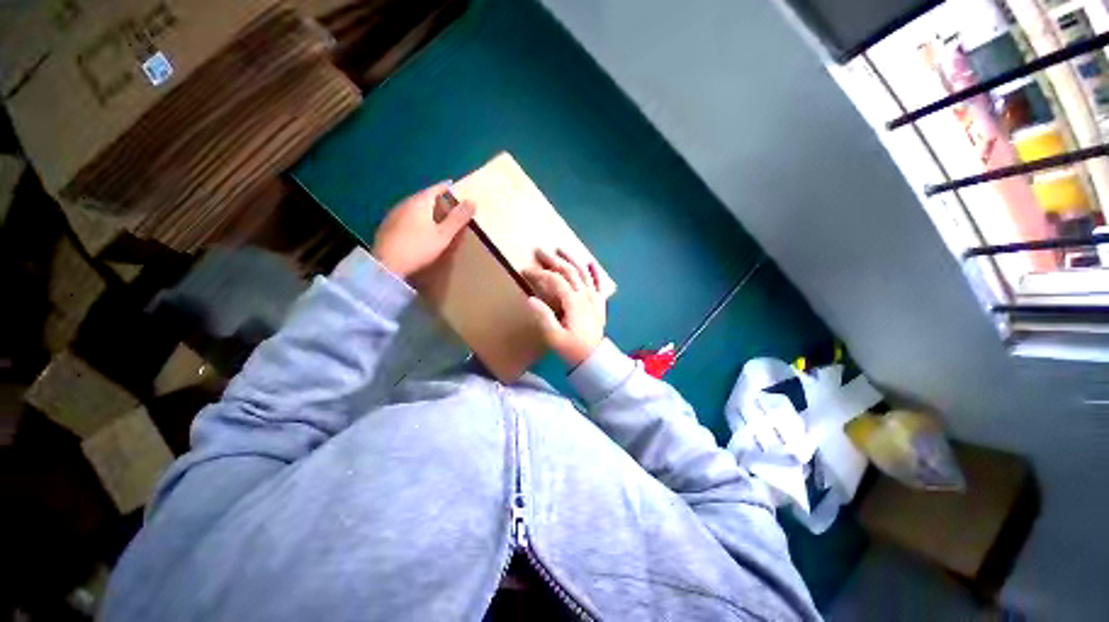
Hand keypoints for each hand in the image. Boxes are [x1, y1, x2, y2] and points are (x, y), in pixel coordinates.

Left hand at [371, 182, 475, 277]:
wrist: (386, 265)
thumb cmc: (419, 248)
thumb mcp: (444, 235)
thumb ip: (458, 218)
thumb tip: (472, 201)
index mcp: (420, 201)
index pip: (438, 188)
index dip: (451, 189)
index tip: (462, 194)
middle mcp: (406, 202)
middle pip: (426, 196)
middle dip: (441, 201)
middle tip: (454, 210)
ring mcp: (394, 213)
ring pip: (416, 206)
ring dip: (429, 211)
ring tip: (440, 221)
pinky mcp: (388, 225)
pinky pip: (408, 216)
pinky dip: (418, 219)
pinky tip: (421, 230)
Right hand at [523, 249, 606, 367]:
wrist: (594, 358)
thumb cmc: (572, 349)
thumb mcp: (554, 337)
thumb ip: (543, 317)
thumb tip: (530, 298)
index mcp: (573, 302)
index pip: (554, 280)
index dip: (539, 274)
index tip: (524, 270)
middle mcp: (584, 295)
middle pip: (568, 271)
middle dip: (552, 260)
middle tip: (538, 250)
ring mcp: (593, 297)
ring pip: (583, 273)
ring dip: (571, 259)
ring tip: (561, 249)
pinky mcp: (599, 303)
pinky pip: (598, 283)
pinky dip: (595, 272)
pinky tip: (590, 262)